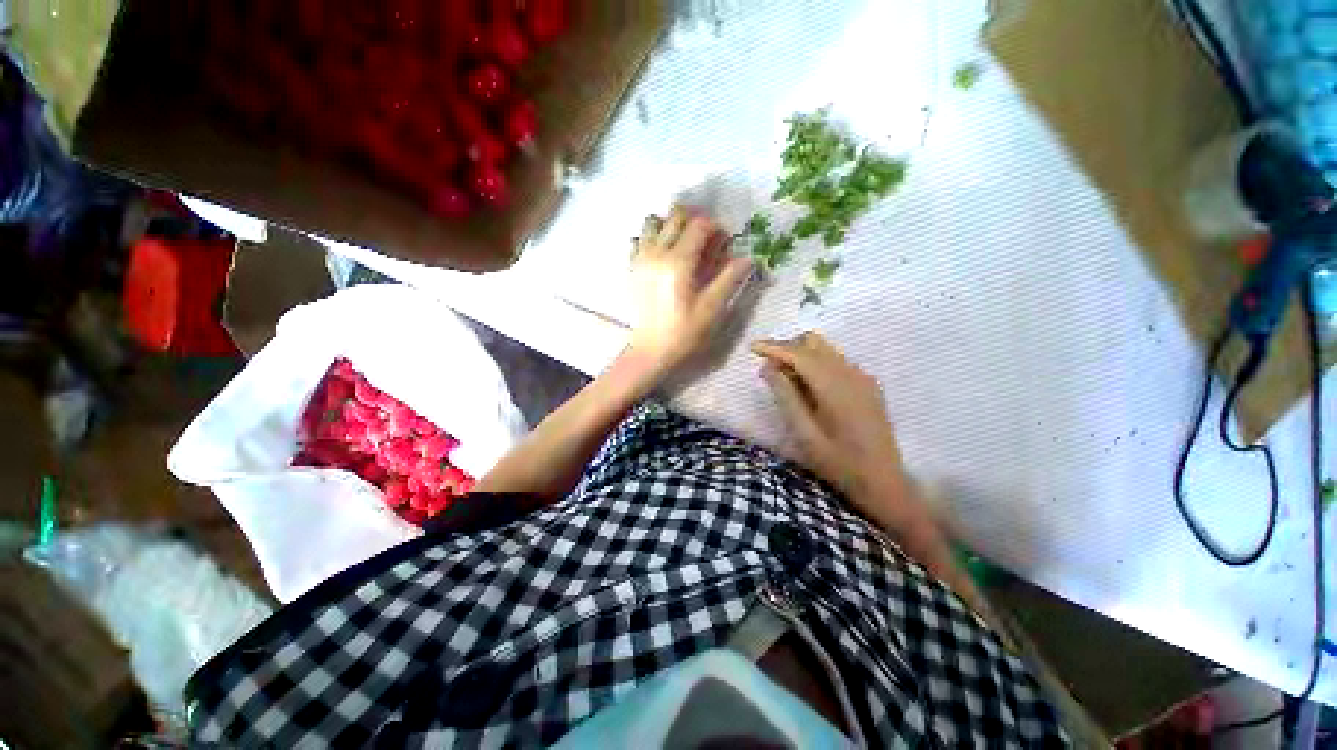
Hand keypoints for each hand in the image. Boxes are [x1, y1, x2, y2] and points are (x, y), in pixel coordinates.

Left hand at [629, 207, 752, 373]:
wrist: (651, 349)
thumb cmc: (684, 331)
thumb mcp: (712, 307)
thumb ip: (729, 278)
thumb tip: (749, 258)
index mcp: (679, 261)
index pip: (699, 224)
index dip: (715, 227)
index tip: (723, 241)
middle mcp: (657, 252)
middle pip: (676, 216)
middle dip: (695, 221)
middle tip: (706, 240)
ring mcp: (641, 258)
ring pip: (653, 222)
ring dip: (670, 225)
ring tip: (682, 244)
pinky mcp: (632, 267)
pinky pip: (640, 239)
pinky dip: (652, 238)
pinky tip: (662, 255)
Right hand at [752, 333, 929, 534]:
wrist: (884, 482)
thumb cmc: (839, 464)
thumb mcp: (805, 433)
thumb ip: (785, 396)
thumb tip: (768, 368)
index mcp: (835, 386)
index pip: (799, 353)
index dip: (773, 347)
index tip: (752, 347)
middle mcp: (851, 373)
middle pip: (813, 343)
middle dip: (786, 348)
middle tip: (767, 367)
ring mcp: (862, 377)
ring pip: (825, 350)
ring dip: (800, 355)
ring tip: (783, 378)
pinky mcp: (867, 385)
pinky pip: (835, 361)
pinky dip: (815, 364)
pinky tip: (807, 386)